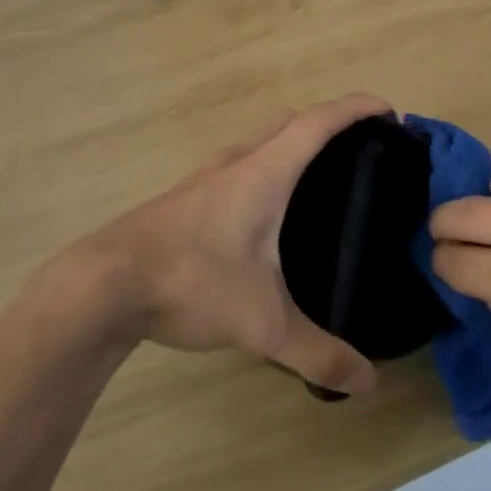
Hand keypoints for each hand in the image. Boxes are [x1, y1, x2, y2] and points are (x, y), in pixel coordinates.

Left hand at [50, 95, 389, 395]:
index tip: (388, 108)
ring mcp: (207, 177)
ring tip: (324, 174)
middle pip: (291, 123)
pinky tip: (270, 210)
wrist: (103, 285)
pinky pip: (242, 164)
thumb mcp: (262, 324)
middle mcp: (237, 163)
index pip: (318, 123)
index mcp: (263, 173)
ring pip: (262, 142)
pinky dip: (269, 166)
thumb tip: (368, 382)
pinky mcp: (187, 198)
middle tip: (364, 144)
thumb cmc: (191, 282)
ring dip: (295, 142)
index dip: (355, 108)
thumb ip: (318, 353)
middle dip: (331, 121)